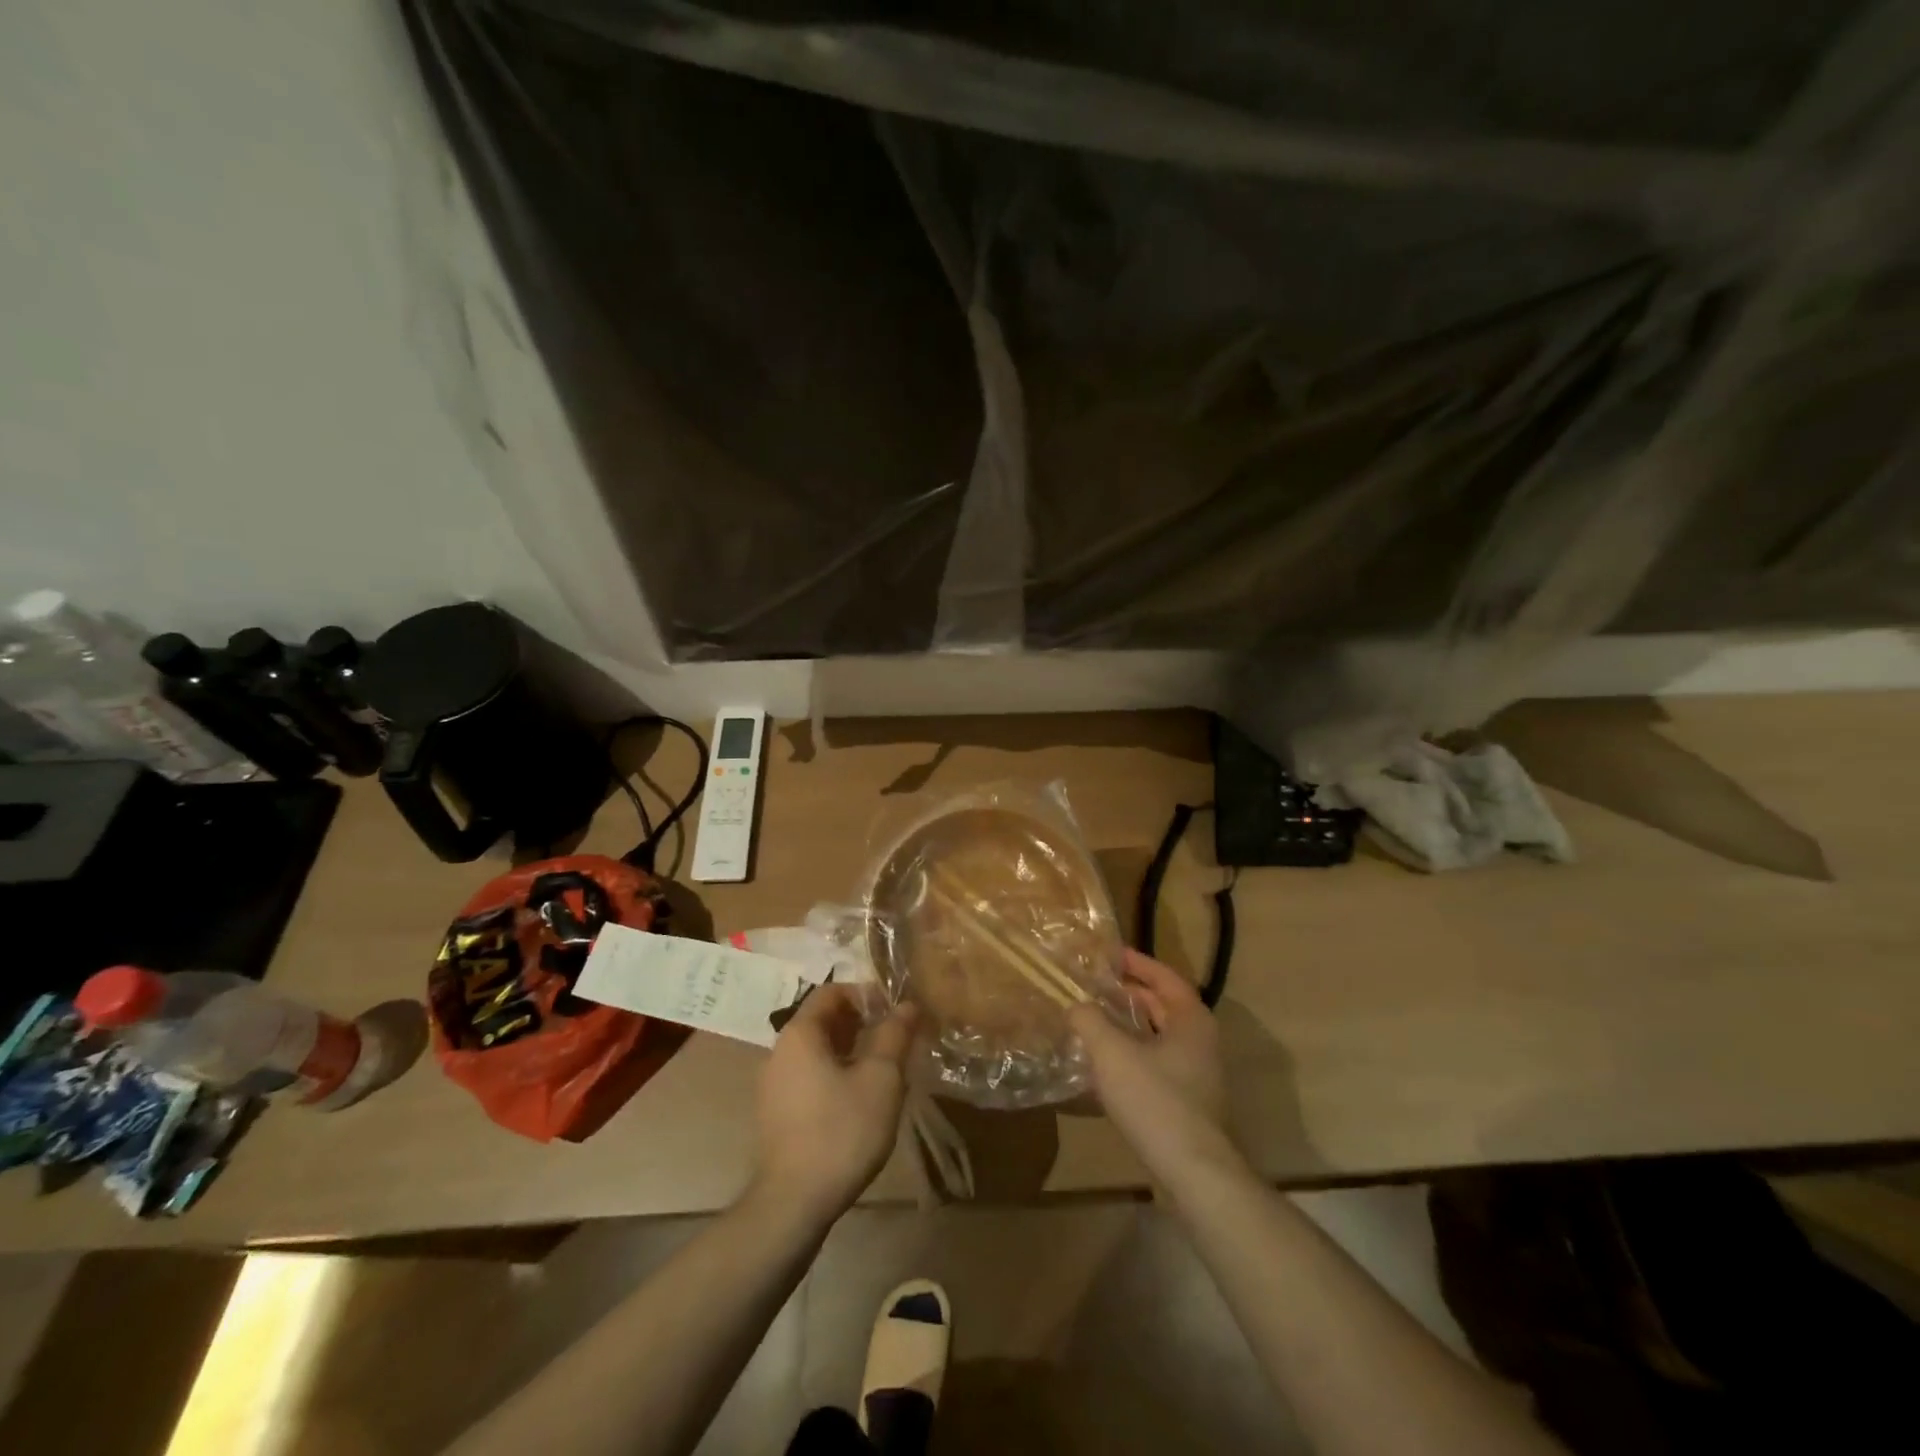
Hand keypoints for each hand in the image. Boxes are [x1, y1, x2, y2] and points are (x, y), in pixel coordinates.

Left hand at [752, 984, 916, 1223]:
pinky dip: (835, 1073)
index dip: (866, 994)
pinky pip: (808, 1075)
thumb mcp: (881, 1078)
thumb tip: (908, 1004)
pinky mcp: (776, 1113)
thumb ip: (895, 1034)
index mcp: (799, 1033)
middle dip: (861, 1022)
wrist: (793, 1203)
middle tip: (895, 1039)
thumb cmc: (841, 1130)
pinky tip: (859, 1099)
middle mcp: (779, 1051)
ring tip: (883, 1069)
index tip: (894, 1012)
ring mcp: (773, 1084)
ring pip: (817, 1050)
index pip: (831, 991)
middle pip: (823, 1019)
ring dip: (850, 1050)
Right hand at [1071, 950, 1238, 1181]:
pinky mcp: (1189, 1102)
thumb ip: (1089, 1020)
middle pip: (1164, 1006)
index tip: (1111, 954)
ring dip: (1130, 1025)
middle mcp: (1201, 1041)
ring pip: (1160, 1037)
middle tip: (1097, 985)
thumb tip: (1075, 1005)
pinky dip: (1133, 1053)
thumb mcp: (1111, 1052)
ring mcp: (1198, 1074)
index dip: (1138, 963)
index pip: (1165, 977)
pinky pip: (1158, 1063)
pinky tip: (1106, 1065)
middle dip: (1131, 994)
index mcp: (1191, 1020)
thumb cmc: (1155, 1100)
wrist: (1193, 1172)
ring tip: (1096, 1020)